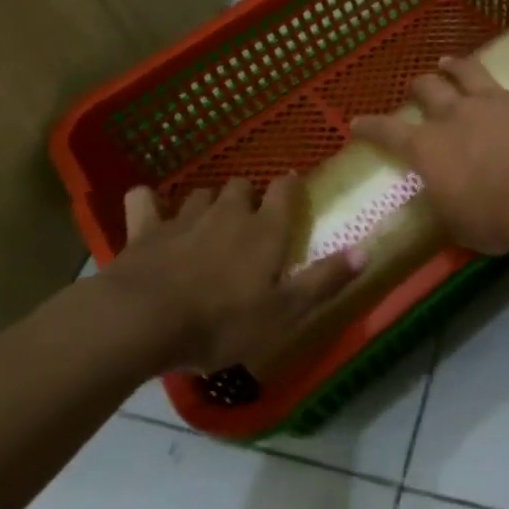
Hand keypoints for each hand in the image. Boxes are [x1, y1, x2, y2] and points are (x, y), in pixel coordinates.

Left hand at [98, 175, 363, 372]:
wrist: (143, 320)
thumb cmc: (222, 321)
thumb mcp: (283, 312)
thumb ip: (324, 280)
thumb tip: (366, 251)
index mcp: (264, 231)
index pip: (285, 192)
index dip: (290, 187)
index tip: (292, 187)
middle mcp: (227, 213)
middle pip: (242, 186)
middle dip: (248, 196)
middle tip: (250, 217)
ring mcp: (183, 218)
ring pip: (201, 194)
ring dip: (208, 202)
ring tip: (209, 221)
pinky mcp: (144, 230)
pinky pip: (144, 202)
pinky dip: (147, 202)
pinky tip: (148, 208)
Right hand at [350, 54, 508, 254]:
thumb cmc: (497, 217)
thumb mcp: (458, 225)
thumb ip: (446, 205)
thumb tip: (443, 198)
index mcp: (429, 148)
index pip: (388, 133)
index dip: (370, 127)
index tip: (356, 122)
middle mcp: (455, 115)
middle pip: (428, 89)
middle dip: (418, 86)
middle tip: (416, 86)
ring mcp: (494, 101)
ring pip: (469, 71)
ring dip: (457, 65)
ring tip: (448, 61)